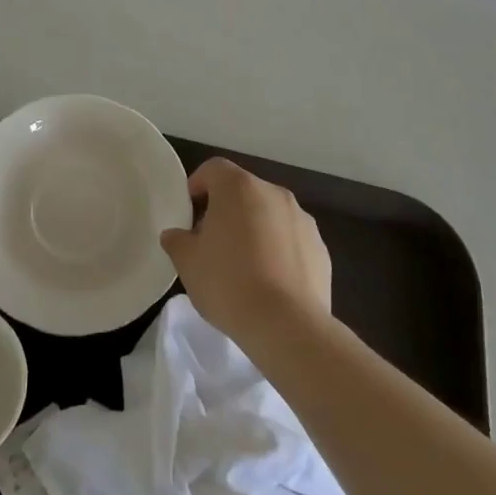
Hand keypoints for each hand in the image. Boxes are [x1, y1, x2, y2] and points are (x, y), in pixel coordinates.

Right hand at [159, 157, 331, 349]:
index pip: (213, 169)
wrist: (287, 326)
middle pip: (243, 191)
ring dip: (254, 229)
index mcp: (239, 187)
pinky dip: (278, 250)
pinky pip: (290, 240)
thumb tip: (175, 235)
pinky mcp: (320, 248)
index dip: (197, 184)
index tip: (189, 210)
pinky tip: (269, 282)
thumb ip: (177, 241)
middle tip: (211, 241)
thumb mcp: (188, 263)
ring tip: (242, 265)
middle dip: (226, 210)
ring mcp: (302, 219)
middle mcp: (273, 193)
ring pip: (269, 214)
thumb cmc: (229, 283)